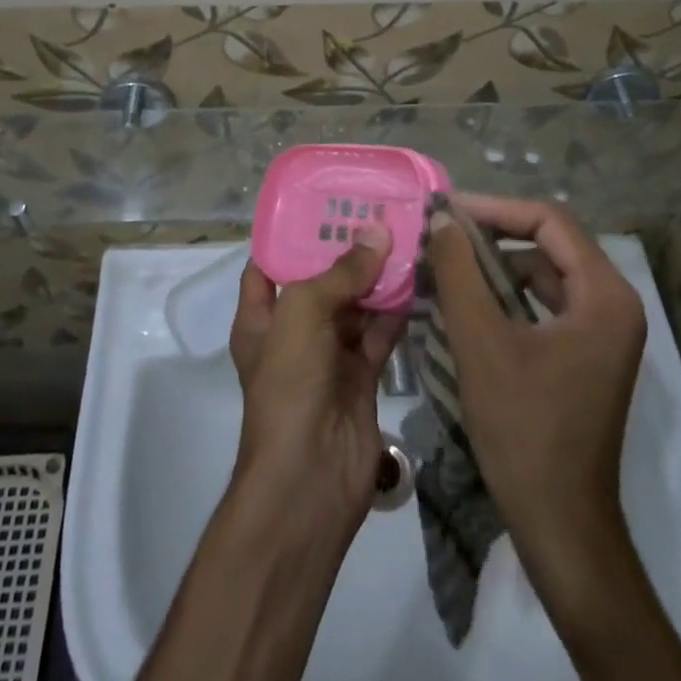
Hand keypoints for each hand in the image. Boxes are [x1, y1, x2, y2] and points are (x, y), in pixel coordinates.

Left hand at [229, 229, 407, 537]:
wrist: (310, 480)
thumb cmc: (289, 385)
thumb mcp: (302, 314)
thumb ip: (340, 272)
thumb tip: (378, 231)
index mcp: (260, 317)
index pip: (270, 263)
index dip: (292, 232)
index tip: (325, 200)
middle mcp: (293, 331)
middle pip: (320, 280)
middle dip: (346, 249)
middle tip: (379, 208)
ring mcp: (327, 355)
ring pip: (355, 304)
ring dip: (377, 276)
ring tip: (405, 233)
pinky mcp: (360, 376)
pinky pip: (379, 333)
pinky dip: (397, 310)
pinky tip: (419, 277)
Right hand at [423, 195, 646, 565]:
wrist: (560, 522)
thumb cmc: (524, 428)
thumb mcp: (480, 341)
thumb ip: (459, 271)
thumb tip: (442, 221)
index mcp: (604, 295)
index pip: (548, 221)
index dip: (495, 208)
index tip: (447, 211)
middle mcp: (614, 303)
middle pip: (549, 243)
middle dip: (493, 235)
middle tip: (442, 234)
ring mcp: (603, 331)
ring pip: (545, 273)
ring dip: (497, 265)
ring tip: (447, 263)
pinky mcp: (587, 353)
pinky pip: (545, 303)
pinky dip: (508, 295)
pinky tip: (469, 300)